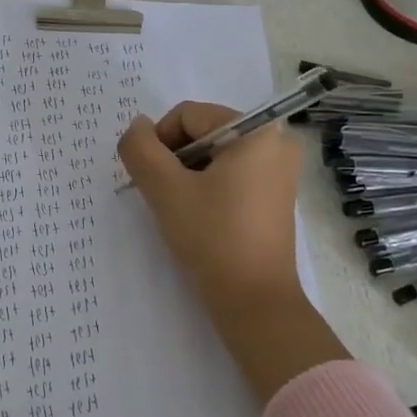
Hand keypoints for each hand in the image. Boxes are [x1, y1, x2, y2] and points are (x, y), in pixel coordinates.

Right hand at [118, 104, 347, 404]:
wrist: (253, 300)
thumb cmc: (211, 237)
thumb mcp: (165, 189)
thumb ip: (140, 149)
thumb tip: (137, 127)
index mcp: (257, 130)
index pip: (188, 115)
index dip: (159, 142)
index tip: (152, 180)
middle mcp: (276, 142)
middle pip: (203, 132)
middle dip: (175, 160)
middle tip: (165, 196)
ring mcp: (280, 170)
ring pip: (215, 155)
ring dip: (188, 175)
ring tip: (181, 210)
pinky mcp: (276, 196)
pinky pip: (232, 174)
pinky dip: (208, 188)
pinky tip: (199, 218)